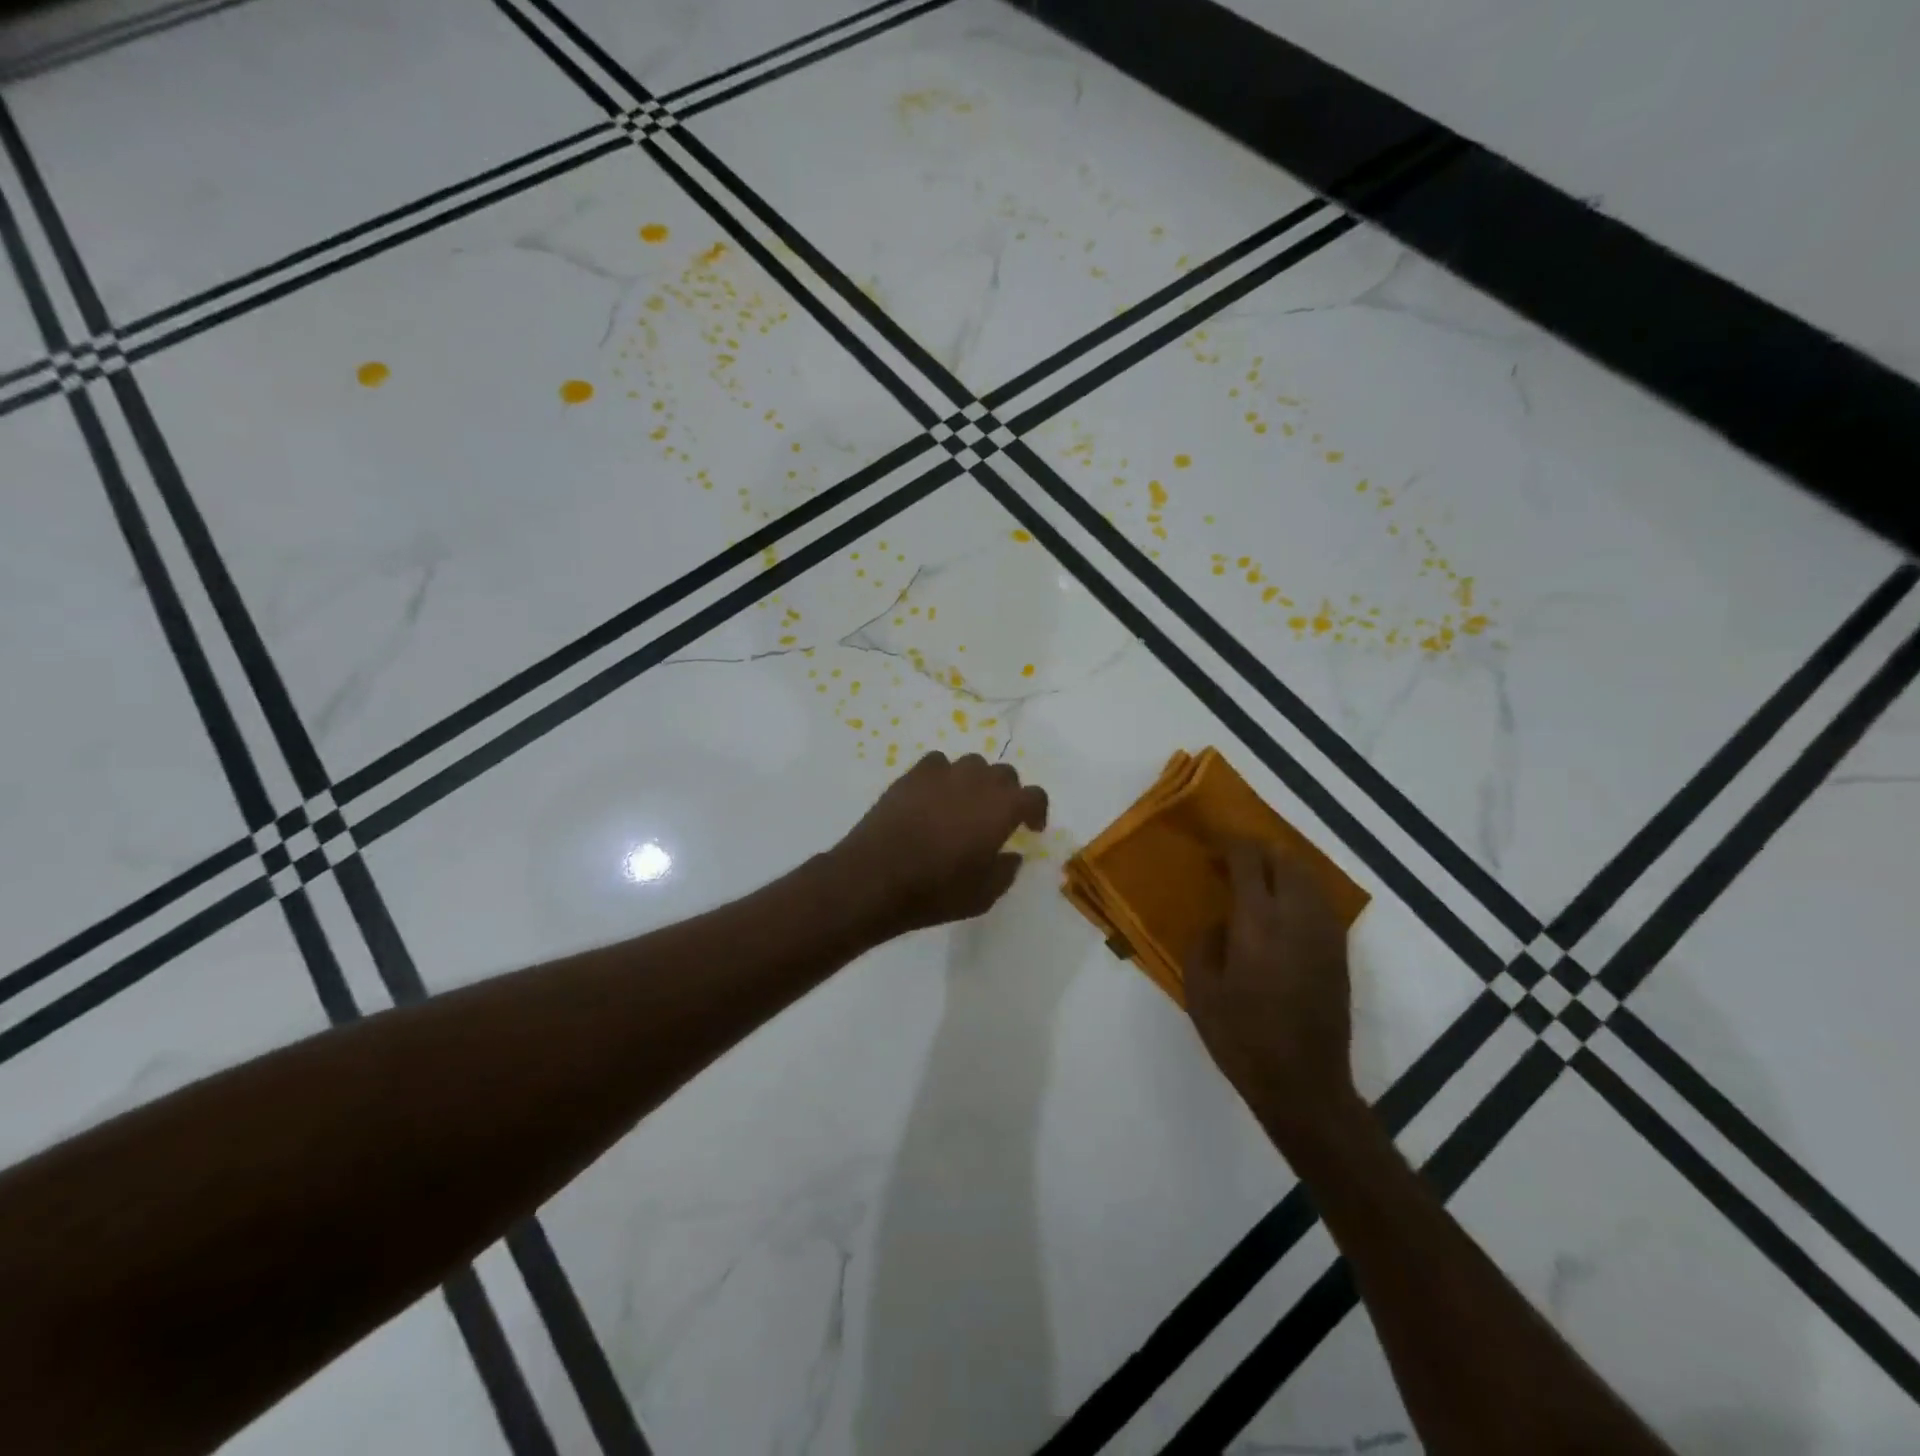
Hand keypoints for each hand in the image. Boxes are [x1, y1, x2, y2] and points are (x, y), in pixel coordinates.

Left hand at [832, 752, 1048, 937]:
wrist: (875, 879)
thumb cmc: (935, 891)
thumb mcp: (983, 896)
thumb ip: (1005, 870)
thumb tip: (1011, 855)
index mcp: (1001, 809)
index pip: (1034, 795)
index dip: (1037, 810)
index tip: (1030, 828)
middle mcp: (977, 782)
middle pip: (1004, 774)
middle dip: (1008, 793)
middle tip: (998, 818)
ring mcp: (942, 774)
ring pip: (972, 764)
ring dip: (977, 781)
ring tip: (965, 805)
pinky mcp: (912, 775)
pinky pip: (938, 764)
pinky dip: (943, 776)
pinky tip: (935, 797)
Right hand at [1185, 842, 1359, 1148]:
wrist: (1302, 1082)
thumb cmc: (1241, 1036)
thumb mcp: (1200, 990)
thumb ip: (1205, 944)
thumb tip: (1220, 923)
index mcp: (1257, 922)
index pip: (1249, 861)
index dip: (1230, 845)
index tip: (1213, 846)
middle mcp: (1296, 918)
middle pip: (1286, 861)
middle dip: (1260, 850)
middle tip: (1234, 858)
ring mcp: (1324, 935)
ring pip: (1309, 879)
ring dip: (1284, 868)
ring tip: (1260, 878)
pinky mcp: (1339, 954)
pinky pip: (1321, 904)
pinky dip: (1301, 892)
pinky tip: (1283, 908)